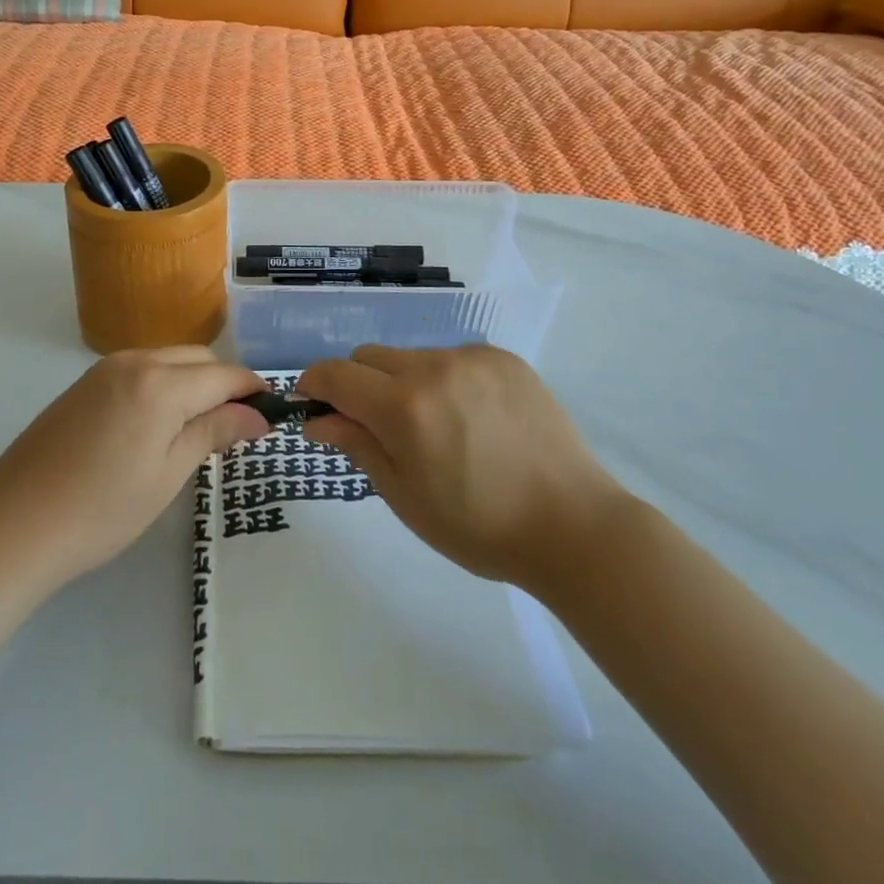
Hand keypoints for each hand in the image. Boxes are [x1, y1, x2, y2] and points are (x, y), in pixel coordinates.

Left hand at [0, 347, 268, 586]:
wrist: (14, 526)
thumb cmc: (102, 509)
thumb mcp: (169, 474)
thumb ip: (215, 432)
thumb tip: (258, 415)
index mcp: (160, 382)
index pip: (224, 374)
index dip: (252, 391)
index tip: (269, 417)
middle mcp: (133, 361)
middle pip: (197, 358)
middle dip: (223, 384)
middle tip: (234, 430)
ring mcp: (103, 370)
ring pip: (167, 360)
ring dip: (192, 382)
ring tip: (197, 429)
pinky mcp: (82, 384)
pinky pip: (138, 370)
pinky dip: (161, 385)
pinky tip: (155, 425)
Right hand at [298, 345, 623, 585]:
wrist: (572, 526)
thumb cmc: (478, 526)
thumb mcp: (404, 495)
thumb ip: (356, 445)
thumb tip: (315, 420)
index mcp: (404, 407)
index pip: (336, 374)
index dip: (314, 384)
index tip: (311, 402)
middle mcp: (435, 367)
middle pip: (370, 357)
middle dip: (358, 384)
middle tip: (376, 426)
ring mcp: (473, 358)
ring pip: (412, 357)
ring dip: (402, 382)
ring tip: (433, 426)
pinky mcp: (504, 359)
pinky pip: (453, 358)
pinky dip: (443, 380)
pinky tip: (469, 418)